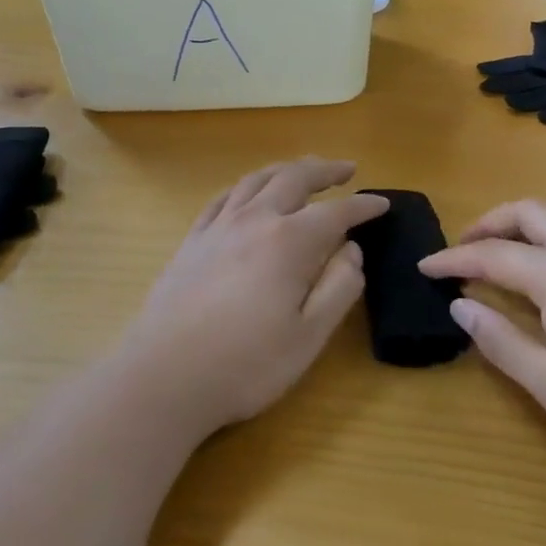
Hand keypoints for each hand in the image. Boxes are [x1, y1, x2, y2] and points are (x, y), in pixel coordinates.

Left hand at [118, 158, 388, 437]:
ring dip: (285, 169)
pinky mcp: (191, 241)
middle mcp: (254, 221)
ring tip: (302, 169)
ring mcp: (218, 227)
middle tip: (347, 169)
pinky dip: (245, 186)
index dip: (363, 206)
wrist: (164, 377)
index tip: (382, 204)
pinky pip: (223, 198)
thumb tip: (351, 249)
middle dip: (325, 170)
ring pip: (256, 180)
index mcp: (289, 242)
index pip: (336, 213)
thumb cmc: (245, 364)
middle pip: (294, 179)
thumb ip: (339, 287)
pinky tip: (248, 192)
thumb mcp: (309, 336)